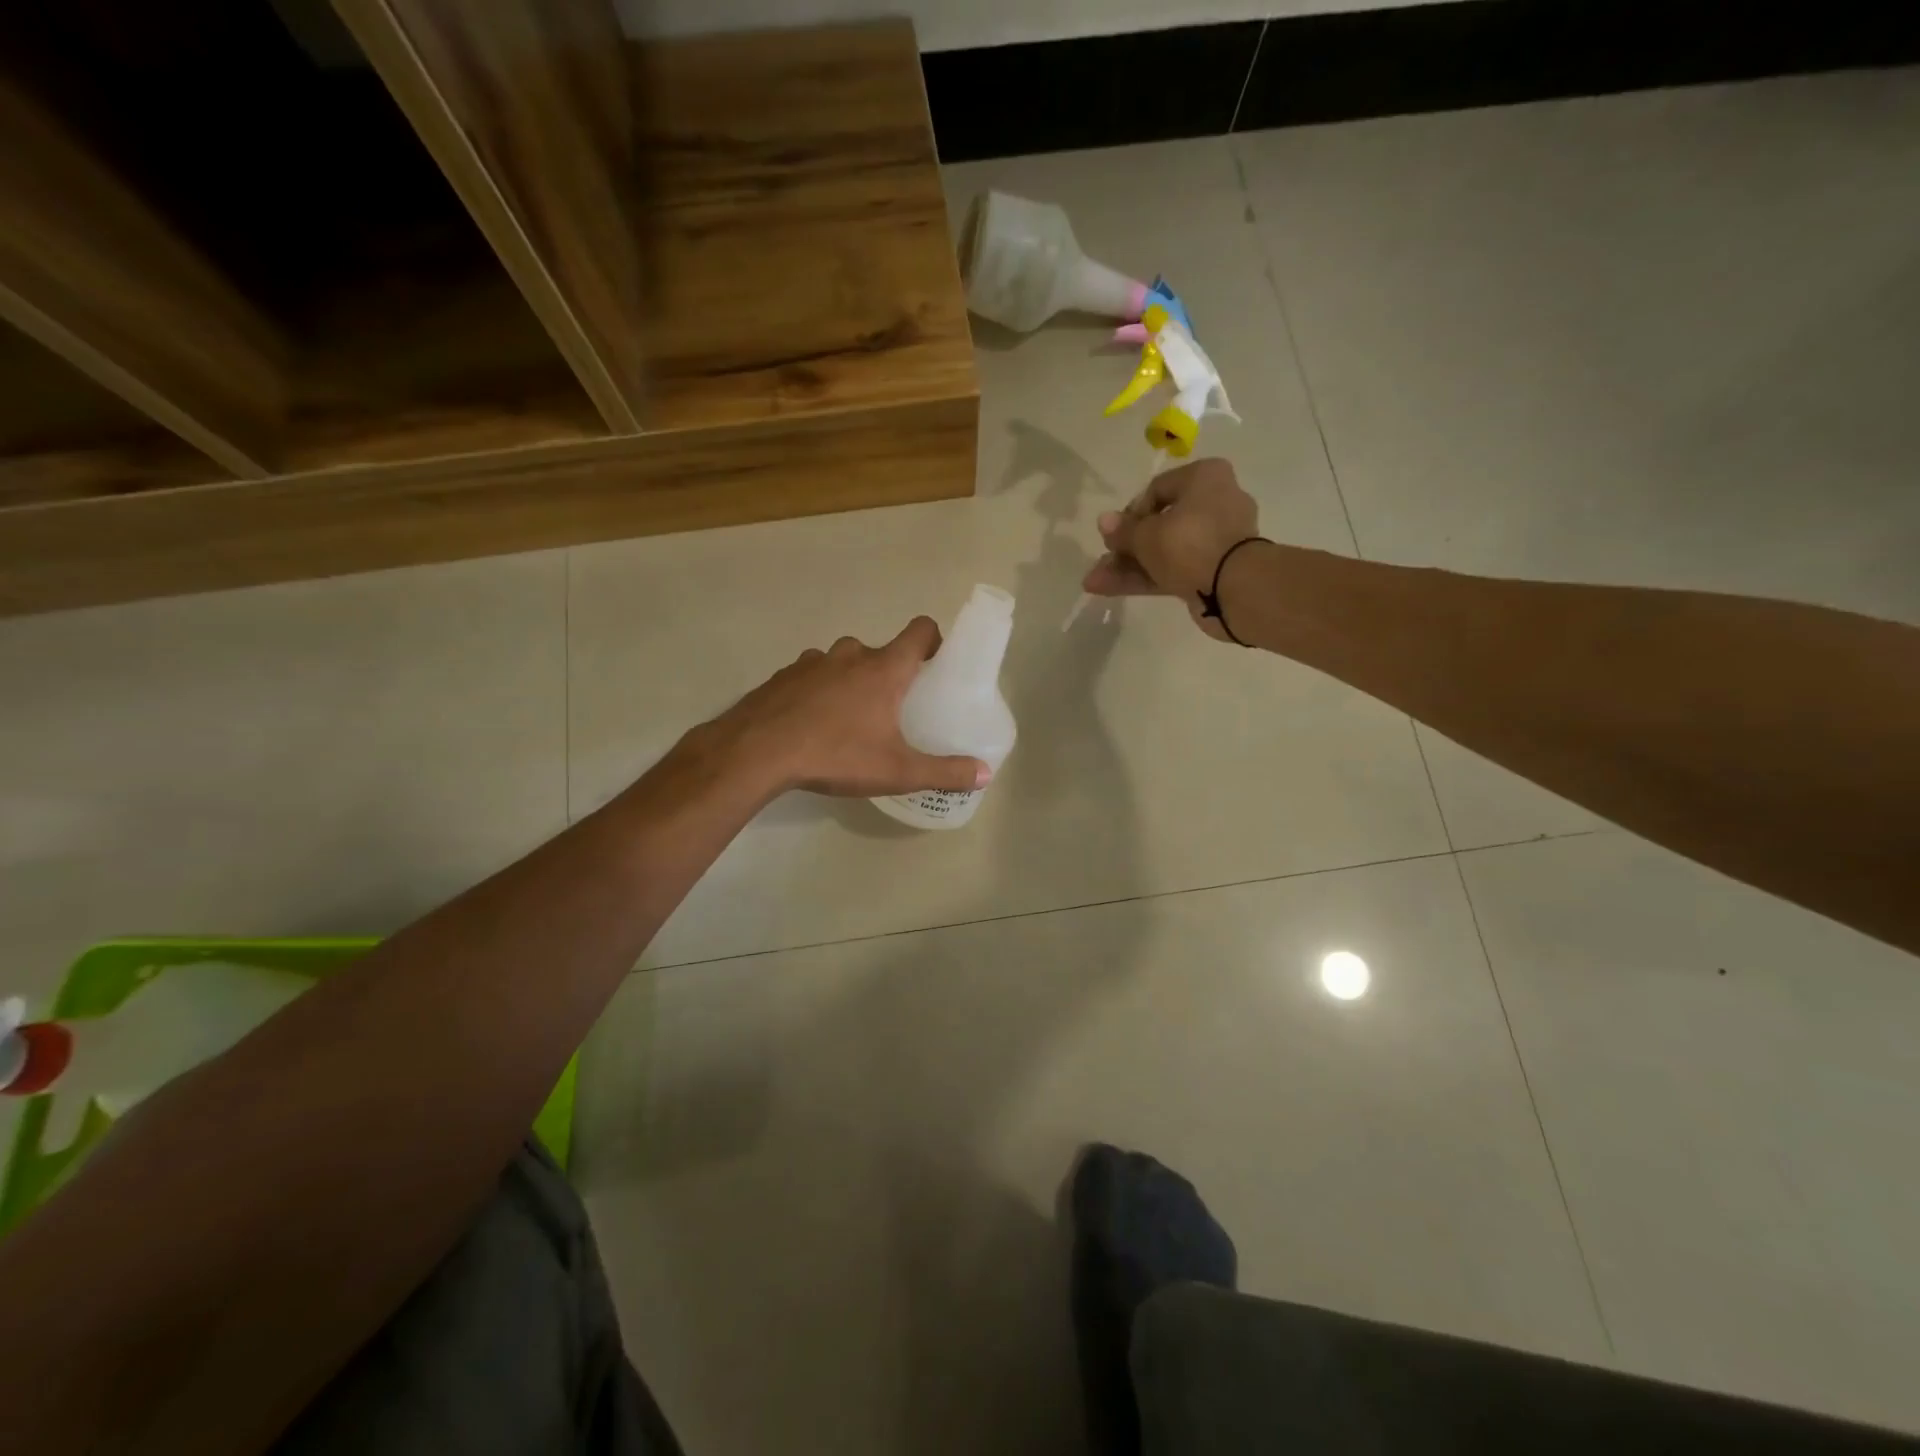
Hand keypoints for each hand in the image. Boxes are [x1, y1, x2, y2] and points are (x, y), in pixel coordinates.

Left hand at [702, 618, 990, 797]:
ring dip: (852, 680)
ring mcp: (813, 662)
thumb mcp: (897, 771)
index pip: (920, 630)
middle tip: (894, 707)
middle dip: (890, 672)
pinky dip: (819, 691)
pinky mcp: (784, 675)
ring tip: (850, 718)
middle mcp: (850, 654)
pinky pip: (812, 675)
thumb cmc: (836, 754)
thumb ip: (943, 771)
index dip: (934, 639)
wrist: (757, 752)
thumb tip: (984, 773)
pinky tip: (812, 723)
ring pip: (843, 662)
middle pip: (881, 651)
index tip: (936, 662)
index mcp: (884, 669)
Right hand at [1082, 458, 1260, 641]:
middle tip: (1103, 559)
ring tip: (1095, 581)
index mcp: (1205, 478)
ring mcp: (1216, 541)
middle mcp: (1214, 503)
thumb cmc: (1190, 543)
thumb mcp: (1147, 534)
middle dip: (1126, 546)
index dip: (1130, 513)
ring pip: (1164, 550)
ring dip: (1129, 565)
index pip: (1158, 489)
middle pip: (1160, 523)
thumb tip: (1104, 521)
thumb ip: (1123, 530)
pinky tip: (1109, 588)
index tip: (1114, 535)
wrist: (1236, 588)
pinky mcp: (1214, 570)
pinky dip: (1146, 577)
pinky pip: (1174, 569)